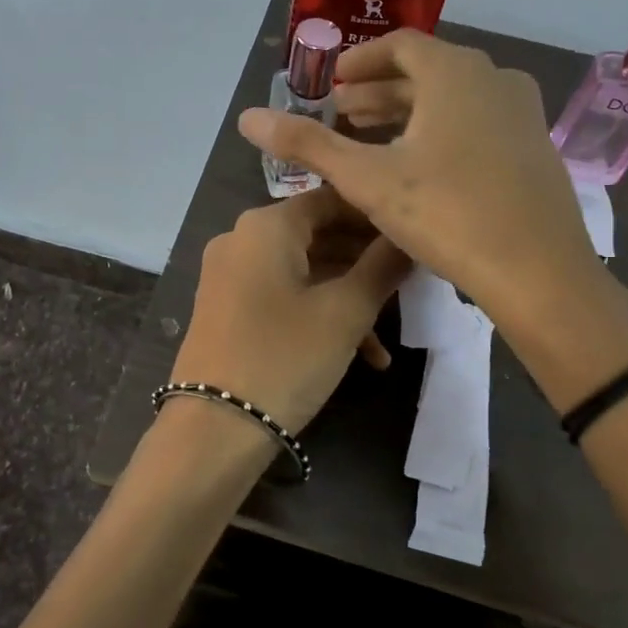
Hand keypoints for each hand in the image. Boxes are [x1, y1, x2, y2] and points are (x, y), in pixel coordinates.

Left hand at [170, 187, 411, 433]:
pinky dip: (318, 313)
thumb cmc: (285, 357)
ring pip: (304, 269)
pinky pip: (282, 294)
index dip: (376, 215)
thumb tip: (409, 237)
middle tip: (411, 283)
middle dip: (366, 260)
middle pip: (318, 234)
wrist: (214, 429)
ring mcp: (230, 274)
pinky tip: (361, 355)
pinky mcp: (227, 308)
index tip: (414, 234)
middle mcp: (241, 239)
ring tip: (391, 335)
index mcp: (266, 225)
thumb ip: (382, 266)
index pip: (332, 198)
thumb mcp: (345, 312)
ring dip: (348, 296)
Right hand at [237, 31, 627, 395]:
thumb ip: (308, 145)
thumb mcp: (367, 179)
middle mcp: (494, 79)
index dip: (360, 61)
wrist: (539, 272)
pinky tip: (420, 168)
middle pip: (426, 73)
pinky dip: (441, 131)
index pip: (400, 45)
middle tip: (342, 116)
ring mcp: (522, 113)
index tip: (332, 83)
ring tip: (372, 140)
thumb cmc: (447, 212)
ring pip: (453, 100)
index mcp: (455, 72)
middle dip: (379, 93)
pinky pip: (478, 123)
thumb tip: (247, 118)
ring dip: (408, 114)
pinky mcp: (535, 148)